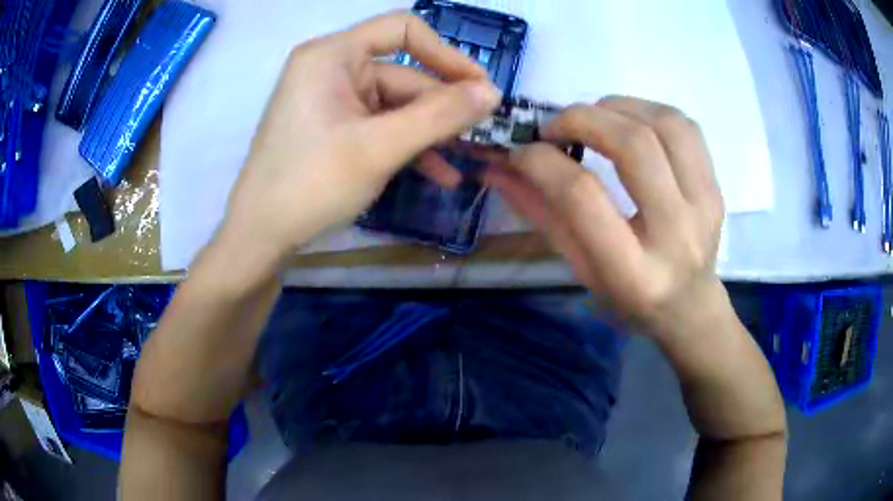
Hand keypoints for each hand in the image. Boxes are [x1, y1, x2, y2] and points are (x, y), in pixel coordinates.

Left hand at [218, 11, 500, 264]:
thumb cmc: (311, 184)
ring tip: (463, 160)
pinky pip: (379, 125)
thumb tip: (492, 93)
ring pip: (395, 105)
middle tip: (479, 136)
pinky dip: (407, 145)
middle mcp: (331, 68)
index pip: (402, 30)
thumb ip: (439, 116)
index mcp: (333, 55)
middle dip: (440, 107)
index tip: (480, 87)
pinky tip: (438, 172)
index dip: (447, 54)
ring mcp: (331, 100)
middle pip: (402, 74)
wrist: (260, 236)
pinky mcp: (332, 127)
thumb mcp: (379, 147)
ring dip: (429, 132)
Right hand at [485, 97, 725, 339]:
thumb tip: (497, 167)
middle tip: (555, 126)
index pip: (583, 196)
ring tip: (592, 117)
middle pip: (633, 146)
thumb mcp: (579, 267)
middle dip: (583, 119)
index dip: (543, 161)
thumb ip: (541, 214)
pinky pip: (685, 126)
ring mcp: (704, 206)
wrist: (689, 305)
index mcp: (632, 271)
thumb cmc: (628, 297)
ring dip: (617, 107)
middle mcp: (676, 234)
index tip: (522, 150)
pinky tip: (628, 121)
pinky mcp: (717, 187)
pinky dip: (648, 110)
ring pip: (664, 124)